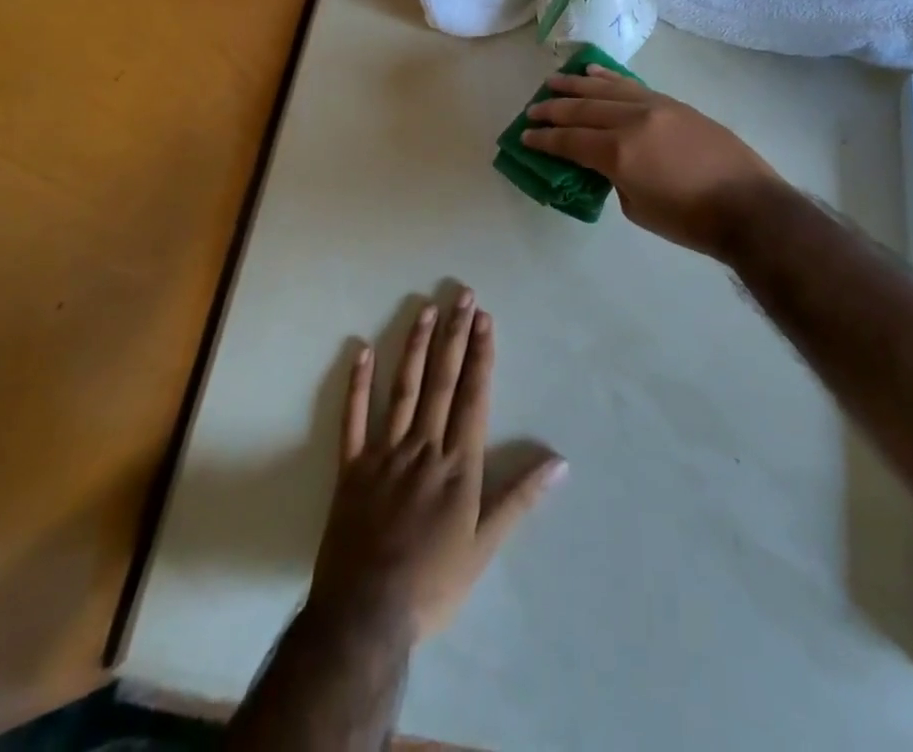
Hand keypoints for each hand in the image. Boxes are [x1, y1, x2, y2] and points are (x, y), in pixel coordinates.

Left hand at [310, 291, 565, 642]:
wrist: (365, 617)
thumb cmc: (433, 583)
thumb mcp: (485, 547)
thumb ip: (520, 499)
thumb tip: (560, 461)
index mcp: (457, 464)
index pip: (473, 396)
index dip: (480, 355)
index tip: (484, 319)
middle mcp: (424, 446)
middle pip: (442, 381)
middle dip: (454, 336)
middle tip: (462, 295)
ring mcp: (384, 453)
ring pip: (403, 388)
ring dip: (415, 346)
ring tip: (425, 308)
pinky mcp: (352, 467)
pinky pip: (354, 418)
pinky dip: (357, 384)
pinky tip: (362, 350)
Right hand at [522, 67, 784, 255]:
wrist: (746, 205)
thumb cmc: (689, 220)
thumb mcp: (637, 208)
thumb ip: (614, 177)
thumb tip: (606, 160)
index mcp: (619, 153)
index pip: (571, 140)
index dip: (545, 140)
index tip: (525, 136)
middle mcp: (632, 121)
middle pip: (583, 109)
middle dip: (553, 110)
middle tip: (532, 110)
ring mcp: (655, 106)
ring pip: (606, 89)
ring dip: (576, 85)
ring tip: (553, 81)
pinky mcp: (673, 103)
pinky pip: (632, 85)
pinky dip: (609, 78)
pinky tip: (593, 73)